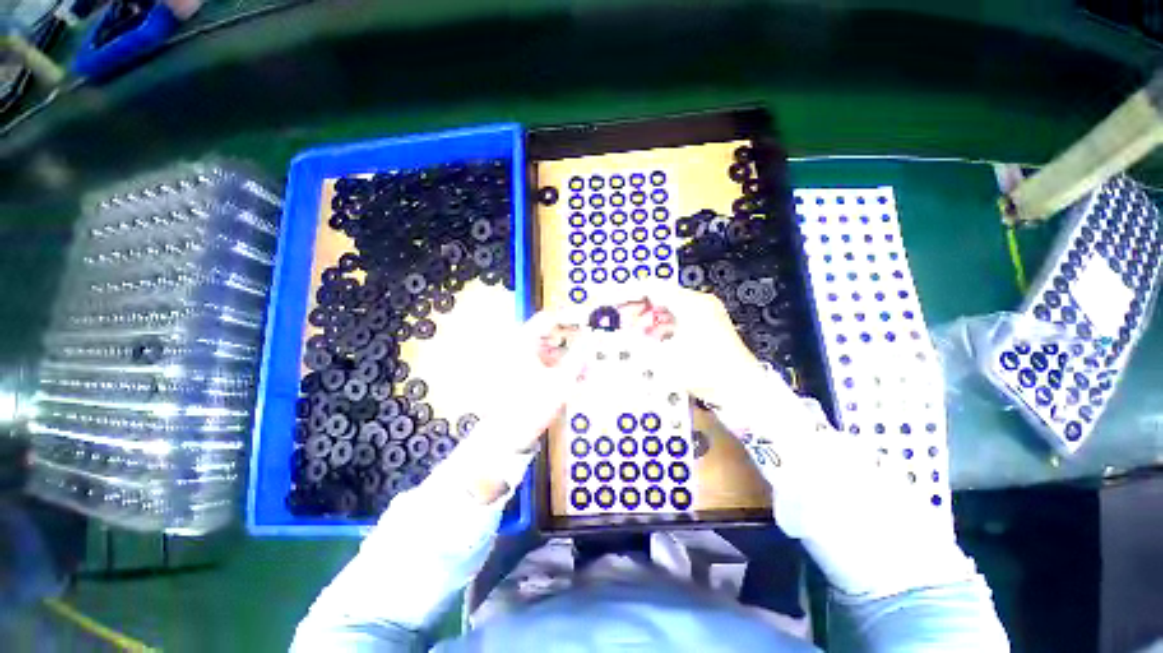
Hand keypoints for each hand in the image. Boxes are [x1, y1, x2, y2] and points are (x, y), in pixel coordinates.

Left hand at [423, 307, 585, 505]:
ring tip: (585, 373)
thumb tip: (590, 340)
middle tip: (589, 352)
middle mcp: (517, 348)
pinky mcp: (519, 375)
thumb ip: (579, 357)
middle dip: (572, 346)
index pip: (548, 319)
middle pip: (550, 337)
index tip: (586, 323)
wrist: (506, 437)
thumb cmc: (531, 405)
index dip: (569, 319)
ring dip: (567, 360)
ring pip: (548, 353)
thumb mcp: (561, 381)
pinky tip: (572, 382)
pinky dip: (557, 370)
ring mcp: (517, 362)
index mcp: (523, 343)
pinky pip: (542, 365)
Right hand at [580, 281, 779, 411]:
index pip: (650, 288)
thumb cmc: (706, 372)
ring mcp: (703, 313)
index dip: (625, 293)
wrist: (744, 391)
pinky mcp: (705, 325)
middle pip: (657, 296)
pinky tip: (649, 340)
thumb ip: (637, 344)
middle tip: (615, 321)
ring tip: (630, 333)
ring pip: (665, 308)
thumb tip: (618, 334)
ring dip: (646, 319)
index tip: (606, 300)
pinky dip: (659, 327)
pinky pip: (675, 319)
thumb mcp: (665, 359)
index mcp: (690, 304)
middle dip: (634, 308)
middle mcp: (697, 302)